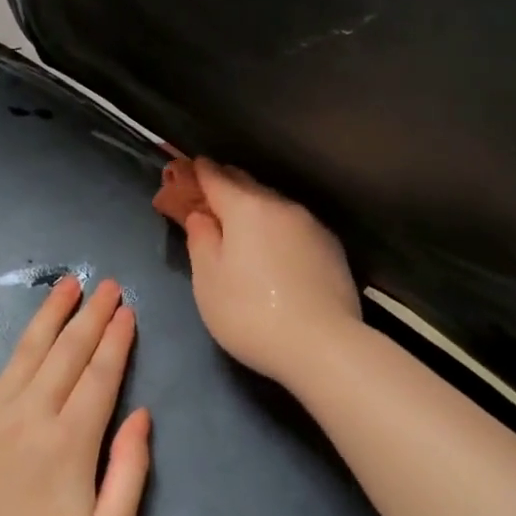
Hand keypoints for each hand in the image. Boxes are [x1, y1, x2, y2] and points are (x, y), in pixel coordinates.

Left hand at [0, 276, 150, 515]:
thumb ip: (131, 470)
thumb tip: (142, 416)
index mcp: (73, 439)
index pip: (102, 374)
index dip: (117, 340)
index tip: (128, 311)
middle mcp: (33, 413)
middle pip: (69, 352)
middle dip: (92, 315)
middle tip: (108, 285)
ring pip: (26, 351)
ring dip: (49, 314)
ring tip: (66, 284)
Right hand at [182, 158, 362, 385]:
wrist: (323, 345)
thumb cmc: (250, 314)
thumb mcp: (208, 281)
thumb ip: (200, 239)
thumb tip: (200, 215)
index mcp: (246, 208)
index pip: (215, 177)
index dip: (196, 173)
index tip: (184, 170)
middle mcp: (281, 206)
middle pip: (247, 184)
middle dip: (224, 185)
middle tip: (206, 196)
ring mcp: (311, 225)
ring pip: (274, 204)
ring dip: (252, 207)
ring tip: (239, 223)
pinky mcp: (331, 247)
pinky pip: (294, 225)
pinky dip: (276, 227)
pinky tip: (273, 247)